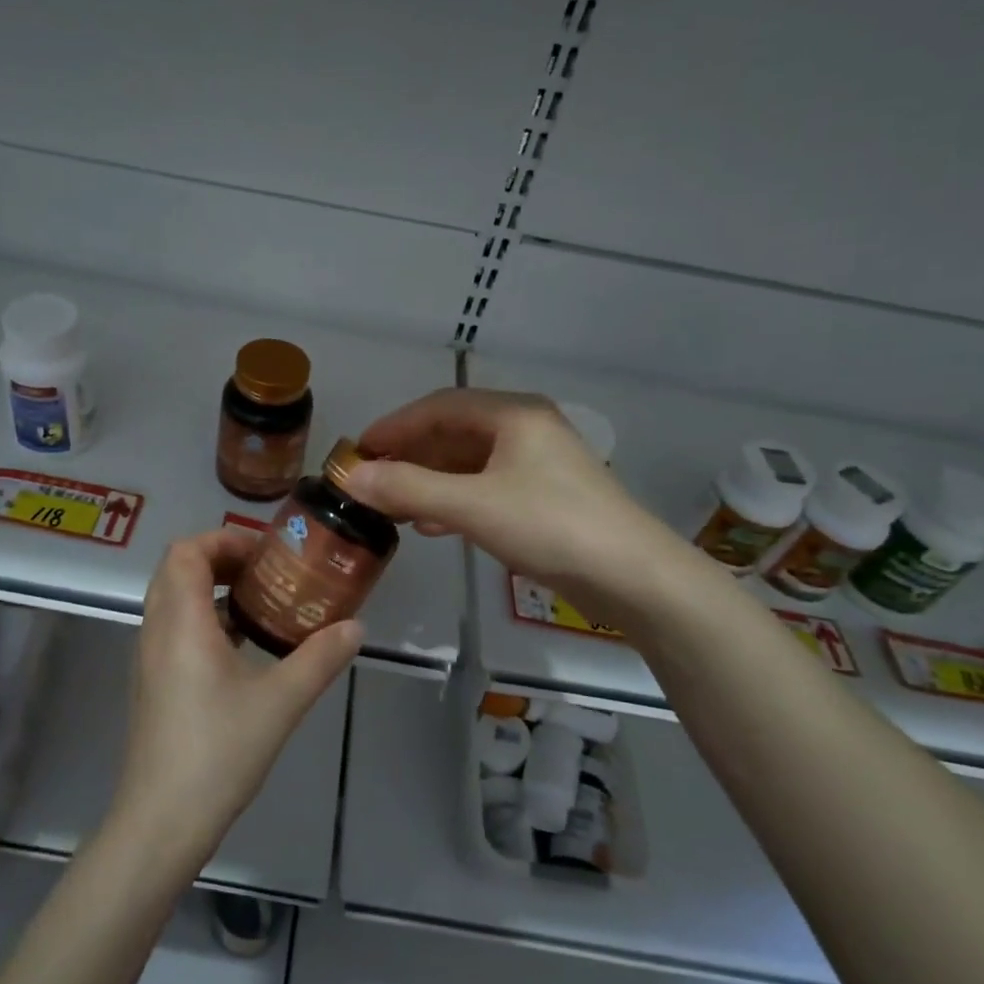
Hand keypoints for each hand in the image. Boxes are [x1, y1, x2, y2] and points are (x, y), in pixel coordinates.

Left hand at [109, 527, 361, 865]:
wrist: (162, 821)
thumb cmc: (219, 752)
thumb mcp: (281, 702)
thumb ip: (320, 658)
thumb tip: (356, 627)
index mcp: (181, 622)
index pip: (186, 551)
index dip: (223, 540)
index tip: (265, 555)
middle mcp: (156, 630)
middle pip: (176, 569)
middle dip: (220, 559)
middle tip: (266, 573)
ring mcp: (149, 658)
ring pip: (173, 599)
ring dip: (211, 590)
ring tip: (260, 604)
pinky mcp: (152, 683)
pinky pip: (173, 628)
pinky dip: (204, 619)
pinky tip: (242, 648)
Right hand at [341, 388, 707, 614]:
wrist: (633, 577)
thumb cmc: (550, 526)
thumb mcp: (472, 506)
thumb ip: (409, 489)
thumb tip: (351, 478)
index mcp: (513, 414)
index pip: (439, 406)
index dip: (394, 426)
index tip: (358, 451)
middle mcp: (526, 429)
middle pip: (454, 432)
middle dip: (410, 455)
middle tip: (370, 480)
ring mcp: (539, 464)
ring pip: (470, 463)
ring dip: (429, 481)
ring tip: (393, 506)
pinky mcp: (546, 497)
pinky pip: (487, 487)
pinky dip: (455, 500)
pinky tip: (433, 525)